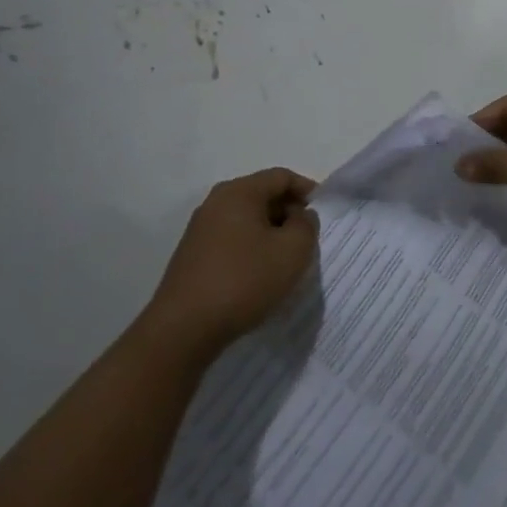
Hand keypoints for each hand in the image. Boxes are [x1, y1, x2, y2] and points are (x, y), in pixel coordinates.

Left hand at [147, 169, 317, 362]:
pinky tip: (260, 275)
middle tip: (308, 238)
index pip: (281, 177)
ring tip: (286, 259)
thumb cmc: (244, 280)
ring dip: (271, 232)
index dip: (307, 189)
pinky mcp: (193, 255)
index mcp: (239, 192)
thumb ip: (306, 225)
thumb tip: (300, 216)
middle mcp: (216, 202)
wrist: (183, 329)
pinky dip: (252, 248)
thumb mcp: (293, 251)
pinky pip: (232, 239)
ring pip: (247, 219)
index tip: (323, 212)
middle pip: (262, 195)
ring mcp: (200, 229)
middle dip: (289, 212)